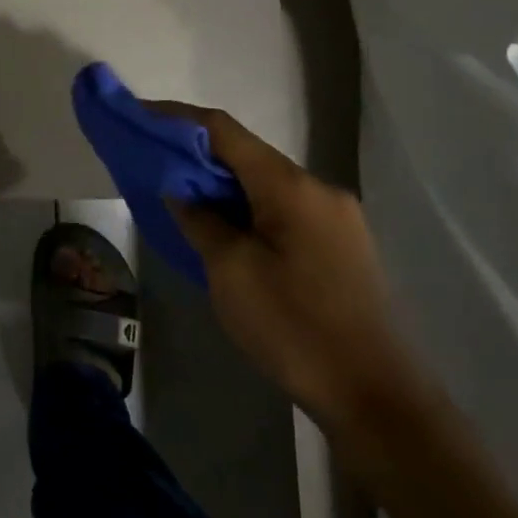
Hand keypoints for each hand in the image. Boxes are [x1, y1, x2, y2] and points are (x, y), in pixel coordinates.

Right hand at [152, 102, 435, 434]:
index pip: (224, 131)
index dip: (177, 119)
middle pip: (246, 154)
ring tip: (180, 194)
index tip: (139, 116)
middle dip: (197, 153)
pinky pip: (282, 208)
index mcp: (291, 187)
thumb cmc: (295, 329)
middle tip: (152, 160)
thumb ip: (200, 219)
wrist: (378, 401)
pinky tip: (224, 228)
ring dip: (221, 183)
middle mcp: (319, 189)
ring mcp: (336, 217)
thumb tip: (182, 189)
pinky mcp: (341, 245)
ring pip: (264, 183)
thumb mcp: (230, 273)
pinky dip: (246, 207)